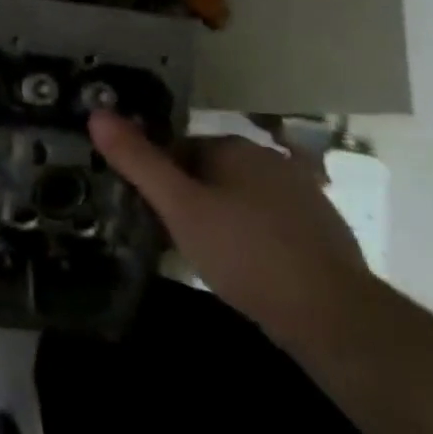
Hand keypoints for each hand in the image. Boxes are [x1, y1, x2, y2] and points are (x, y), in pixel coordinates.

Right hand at [89, 110, 371, 351]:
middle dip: (187, 199)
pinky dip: (250, 240)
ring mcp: (303, 197)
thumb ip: (137, 161)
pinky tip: (244, 271)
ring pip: (239, 200)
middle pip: (209, 173)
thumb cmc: (247, 254)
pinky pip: (268, 225)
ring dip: (218, 220)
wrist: (336, 320)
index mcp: (237, 147)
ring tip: (204, 257)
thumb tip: (96, 113)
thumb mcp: (179, 208)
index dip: (158, 179)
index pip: (179, 149)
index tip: (147, 212)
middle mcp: (272, 162)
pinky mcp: (323, 235)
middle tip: (170, 237)